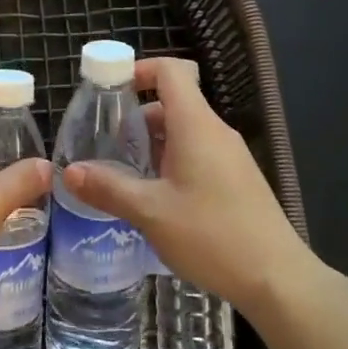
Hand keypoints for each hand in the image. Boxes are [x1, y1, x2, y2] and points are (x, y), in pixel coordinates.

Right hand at [62, 57, 314, 315]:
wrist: (278, 279)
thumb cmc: (211, 235)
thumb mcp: (151, 212)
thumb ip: (109, 188)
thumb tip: (69, 172)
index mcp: (195, 124)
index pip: (171, 70)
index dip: (139, 70)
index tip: (109, 90)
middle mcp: (215, 130)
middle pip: (173, 102)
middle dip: (136, 117)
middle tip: (105, 144)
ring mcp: (230, 155)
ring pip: (184, 131)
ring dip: (153, 144)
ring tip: (124, 175)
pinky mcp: (237, 179)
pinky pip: (198, 153)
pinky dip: (172, 161)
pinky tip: (156, 198)